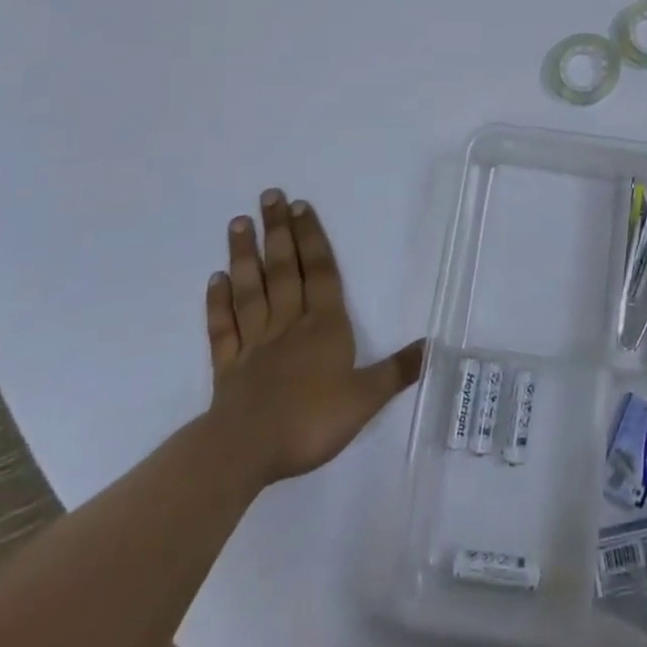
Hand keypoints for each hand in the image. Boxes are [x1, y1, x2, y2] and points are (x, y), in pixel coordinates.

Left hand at [203, 190, 423, 486]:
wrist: (246, 451)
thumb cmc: (311, 420)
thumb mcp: (366, 398)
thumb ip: (397, 371)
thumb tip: (432, 345)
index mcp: (324, 326)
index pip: (320, 272)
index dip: (312, 238)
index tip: (300, 206)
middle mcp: (289, 324)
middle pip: (284, 270)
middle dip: (279, 231)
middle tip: (269, 196)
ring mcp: (255, 343)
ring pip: (251, 290)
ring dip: (244, 255)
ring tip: (239, 222)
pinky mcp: (227, 366)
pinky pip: (223, 327)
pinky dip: (218, 302)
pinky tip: (215, 279)